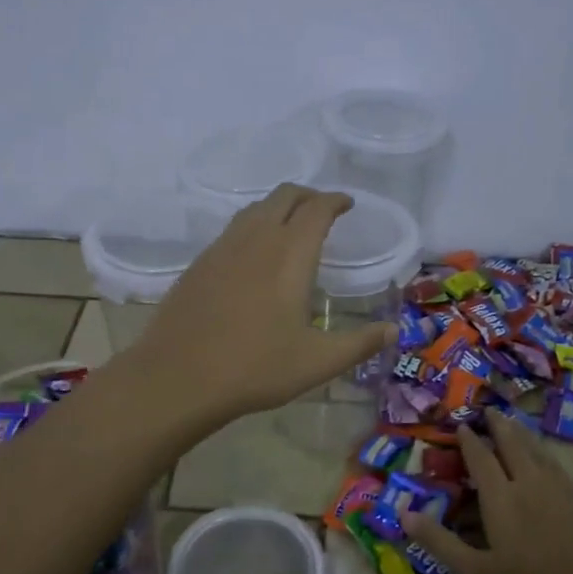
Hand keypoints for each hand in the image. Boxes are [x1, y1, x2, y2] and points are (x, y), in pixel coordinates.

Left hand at [125, 185, 395, 422]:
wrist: (178, 377)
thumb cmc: (255, 368)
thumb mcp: (317, 362)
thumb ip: (359, 343)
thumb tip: (395, 331)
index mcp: (289, 254)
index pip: (317, 209)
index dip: (335, 201)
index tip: (346, 204)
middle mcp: (255, 239)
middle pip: (283, 197)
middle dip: (307, 196)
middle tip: (322, 210)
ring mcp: (221, 248)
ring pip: (254, 210)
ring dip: (277, 208)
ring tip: (290, 226)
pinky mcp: (198, 264)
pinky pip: (232, 230)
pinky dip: (252, 227)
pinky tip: (252, 255)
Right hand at [403, 412, 572, 573]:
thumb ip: (440, 542)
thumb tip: (403, 513)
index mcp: (501, 498)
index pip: (481, 459)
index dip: (469, 441)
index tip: (460, 424)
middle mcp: (529, 486)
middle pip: (513, 447)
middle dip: (500, 427)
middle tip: (490, 410)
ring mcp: (559, 495)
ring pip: (539, 454)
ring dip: (524, 436)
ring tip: (516, 425)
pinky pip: (557, 468)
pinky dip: (546, 455)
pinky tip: (549, 463)